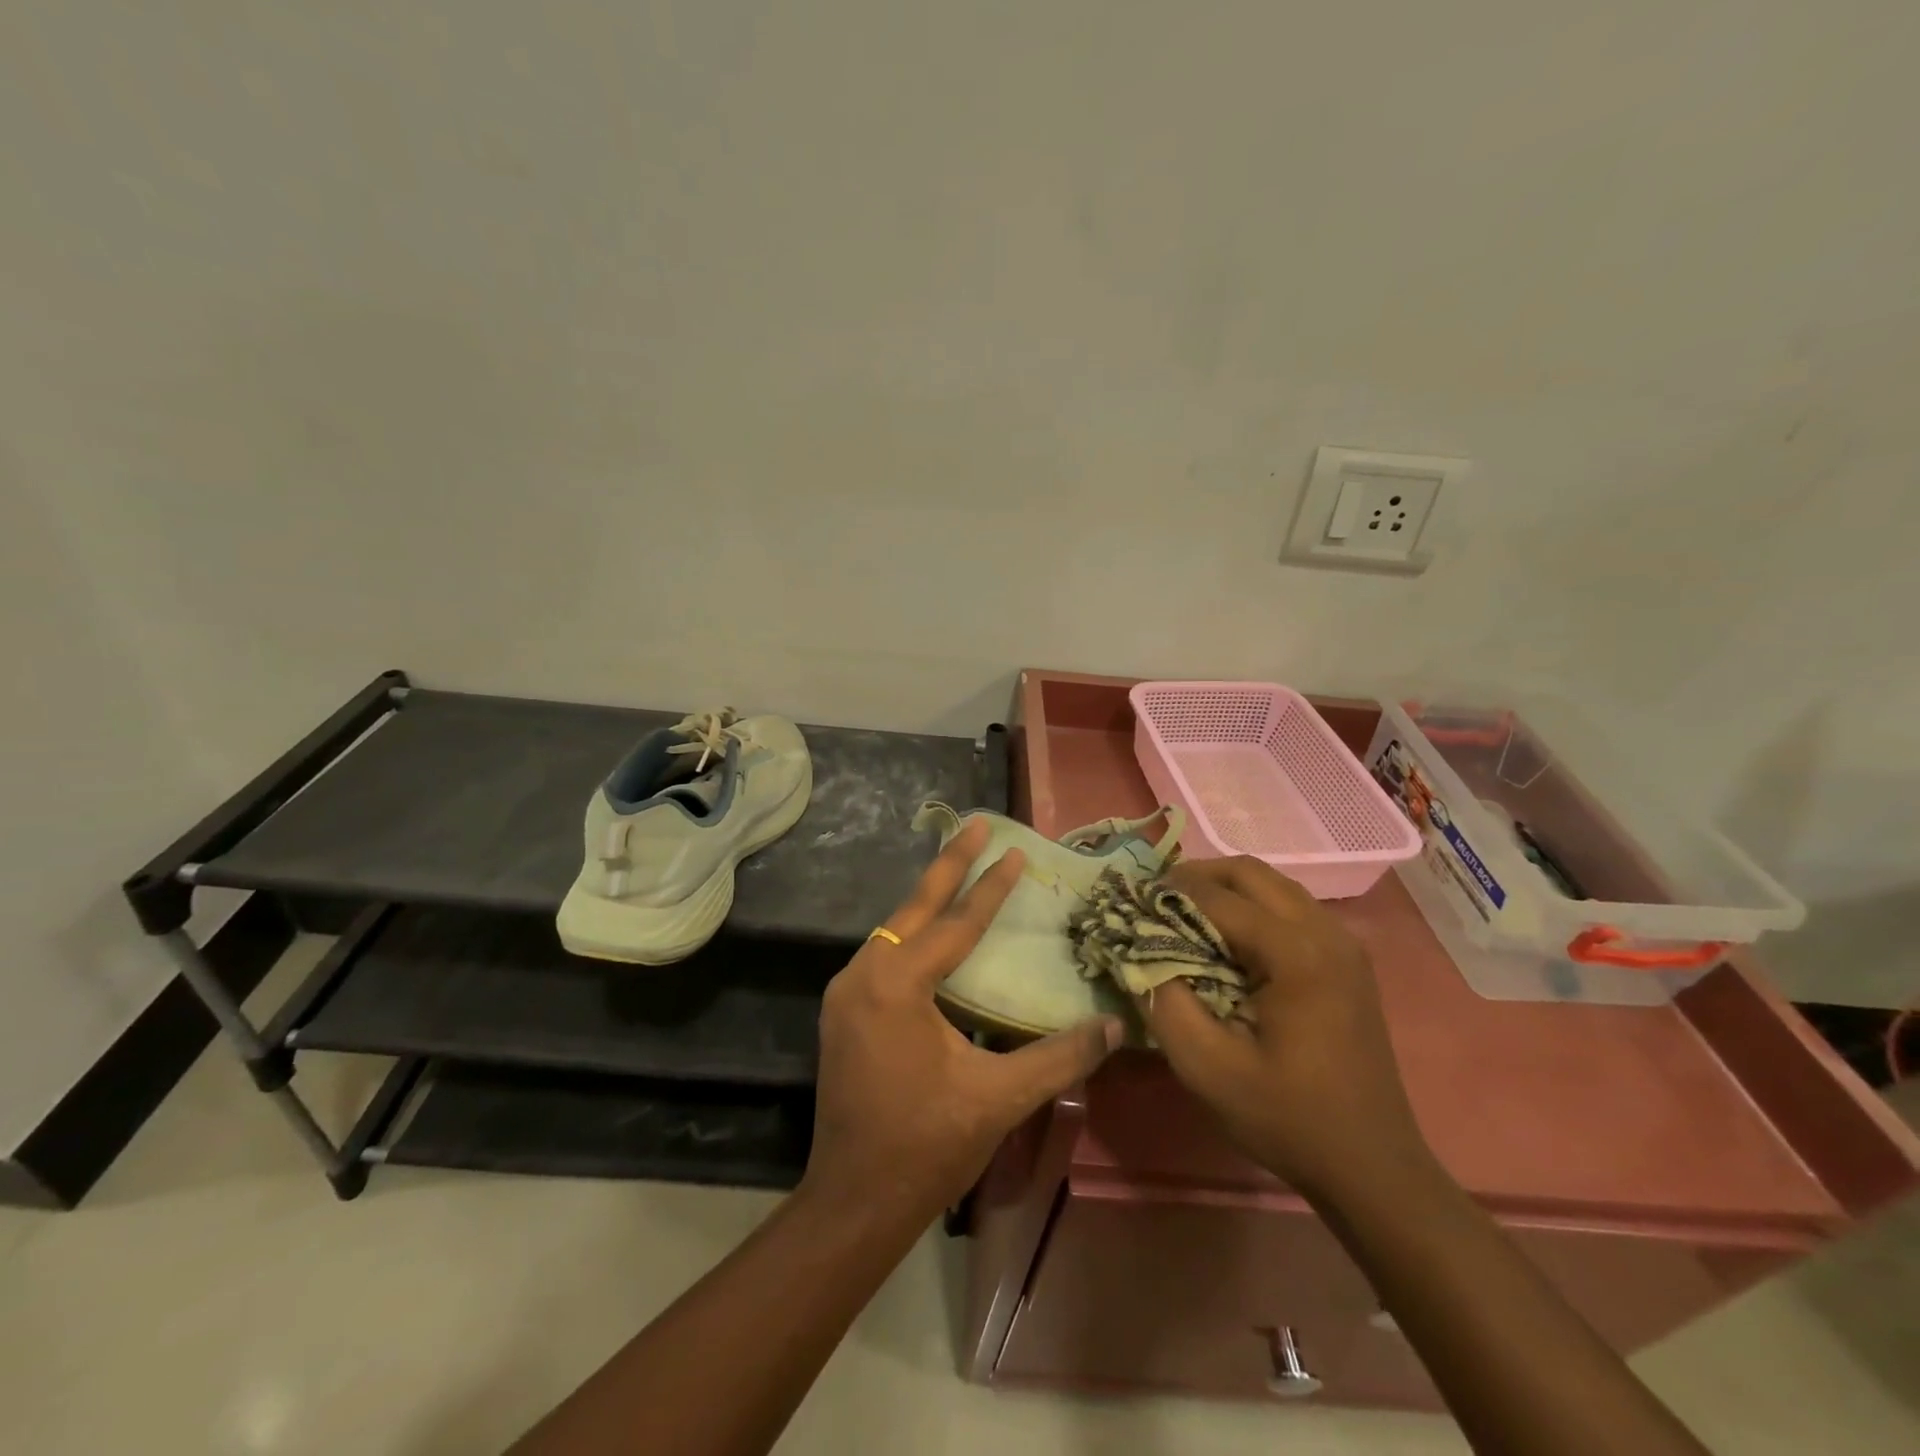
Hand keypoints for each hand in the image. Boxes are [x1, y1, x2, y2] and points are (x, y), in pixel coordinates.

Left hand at [802, 818, 1123, 1223]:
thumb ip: (1058, 1057)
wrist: (853, 1200)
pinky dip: (913, 934)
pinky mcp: (843, 1010)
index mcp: (897, 985)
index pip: (956, 924)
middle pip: (914, 907)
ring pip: (894, 929)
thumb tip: (1112, 1026)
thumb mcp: (997, 1098)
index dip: (989, 887)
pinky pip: (883, 954)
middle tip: (976, 826)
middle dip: (948, 864)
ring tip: (960, 870)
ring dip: (928, 900)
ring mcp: (846, 992)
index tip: (1014, 850)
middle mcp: (863, 974)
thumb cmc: (925, 1145)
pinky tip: (935, 936)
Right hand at [1138, 856, 1430, 1200]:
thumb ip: (1165, 1003)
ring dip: (1224, 890)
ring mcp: (1343, 943)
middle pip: (1250, 873)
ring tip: (1183, 916)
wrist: (1373, 1168)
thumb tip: (1137, 954)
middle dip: (1196, 878)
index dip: (1167, 895)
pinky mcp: (1347, 959)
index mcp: (1298, 954)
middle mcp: (1326, 932)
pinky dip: (1251, 908)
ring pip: (1272, 885)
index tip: (1129, 904)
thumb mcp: (1209, 1070)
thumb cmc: (1289, 1119)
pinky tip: (1226, 941)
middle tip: (1155, 902)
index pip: (1218, 898)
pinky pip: (1290, 907)